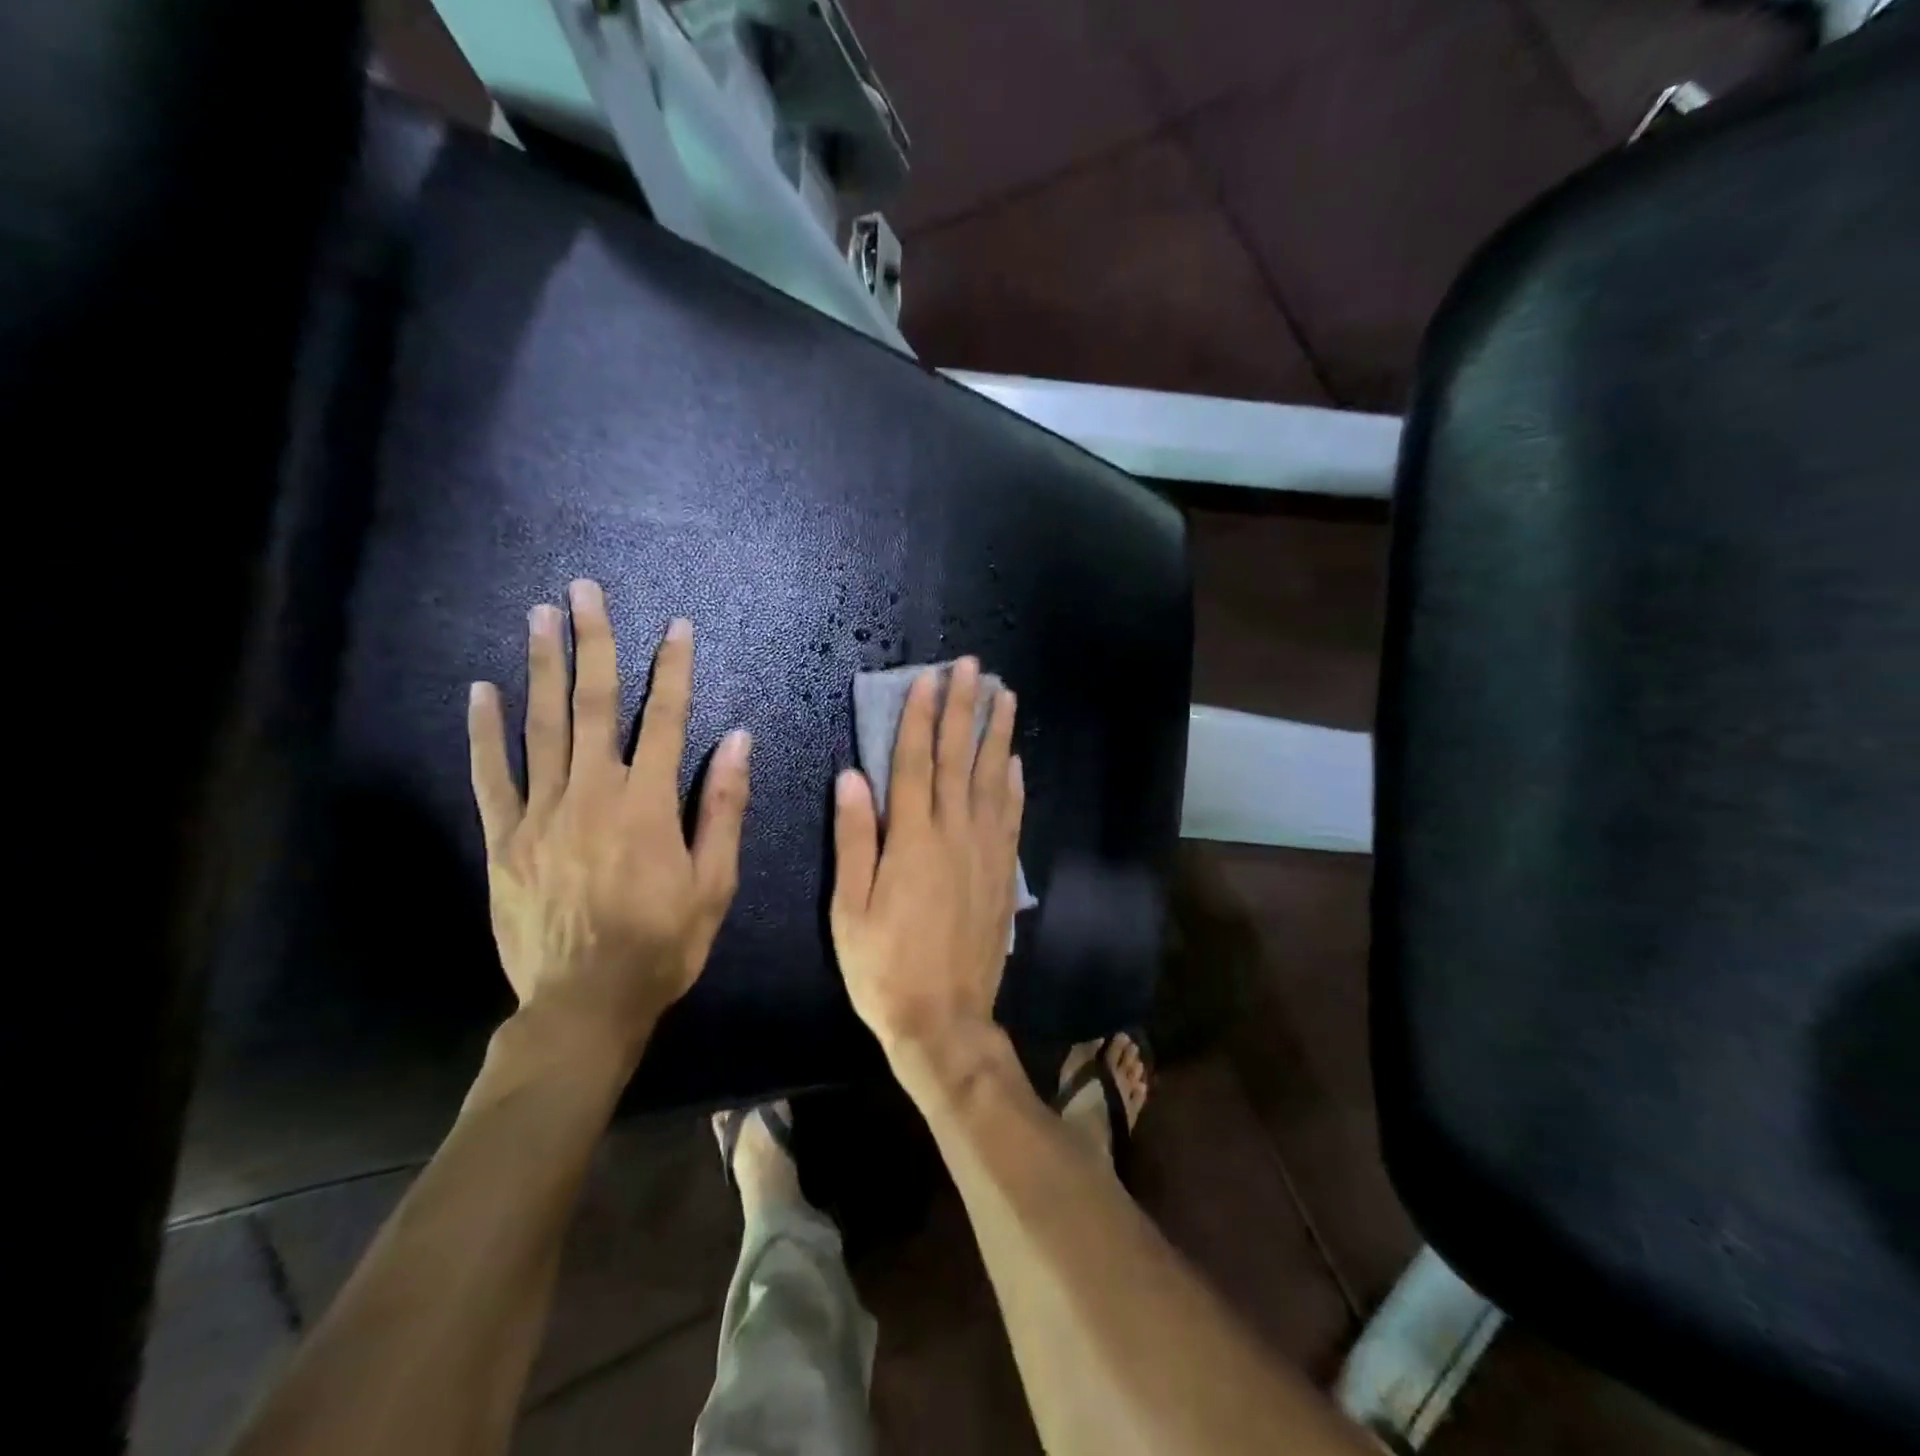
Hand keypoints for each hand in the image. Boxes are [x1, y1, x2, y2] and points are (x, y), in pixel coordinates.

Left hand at [468, 579, 750, 1067]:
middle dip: (594, 643)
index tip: (676, 626)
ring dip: (542, 667)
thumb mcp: (715, 882)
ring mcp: (541, 813)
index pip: (667, 719)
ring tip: (539, 616)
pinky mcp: (504, 839)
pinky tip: (482, 690)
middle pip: (594, 705)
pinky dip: (486, 731)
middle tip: (583, 591)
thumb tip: (737, 740)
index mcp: (649, 803)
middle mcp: (593, 793)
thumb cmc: (663, 943)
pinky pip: (491, 775)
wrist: (585, 1004)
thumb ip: (723, 807)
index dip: (673, 669)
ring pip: (542, 726)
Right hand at [829, 657, 1023, 1062]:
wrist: (944, 1019)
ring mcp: (986, 853)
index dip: (921, 718)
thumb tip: (852, 777)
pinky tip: (1014, 762)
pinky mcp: (1003, 874)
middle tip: (974, 667)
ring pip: (993, 780)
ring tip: (1005, 696)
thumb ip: (854, 840)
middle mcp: (955, 835)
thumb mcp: (851, 908)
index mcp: (912, 840)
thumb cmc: (884, 967)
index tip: (929, 678)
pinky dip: (1013, 785)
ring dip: (998, 735)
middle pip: (960, 759)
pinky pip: (1011, 818)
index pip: (916, 763)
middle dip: (965, 709)